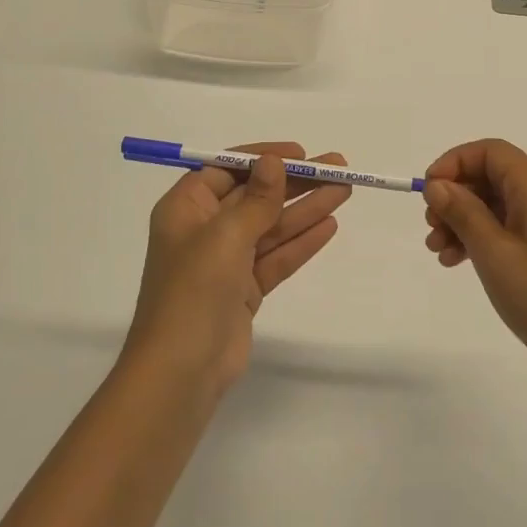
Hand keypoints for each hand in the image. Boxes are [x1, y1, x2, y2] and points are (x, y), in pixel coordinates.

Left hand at [125, 143, 350, 394]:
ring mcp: (225, 263)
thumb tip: (273, 162)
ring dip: (306, 208)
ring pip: (271, 226)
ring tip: (345, 190)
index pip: (226, 169)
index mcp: (186, 209)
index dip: (263, 158)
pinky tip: (329, 225)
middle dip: (296, 182)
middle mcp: (204, 230)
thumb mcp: (226, 235)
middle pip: (255, 196)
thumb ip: (256, 198)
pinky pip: (276, 257)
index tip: (299, 153)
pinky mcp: (243, 291)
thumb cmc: (194, 290)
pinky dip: (301, 242)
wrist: (181, 372)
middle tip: (338, 167)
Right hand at [423, 139, 526, 385]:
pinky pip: (508, 229)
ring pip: (497, 205)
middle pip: (492, 177)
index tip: (428, 190)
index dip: (455, 162)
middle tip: (430, 227)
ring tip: (438, 251)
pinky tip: (459, 262)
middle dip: (455, 196)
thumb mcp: (493, 252)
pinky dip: (481, 238)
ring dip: (463, 220)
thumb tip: (438, 185)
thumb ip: (462, 212)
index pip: (491, 152)